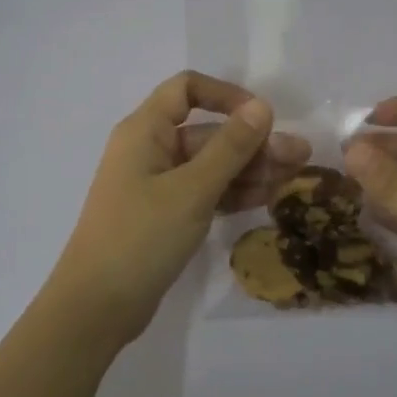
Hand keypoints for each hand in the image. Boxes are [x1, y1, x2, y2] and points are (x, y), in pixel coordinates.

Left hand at [44, 71, 311, 350]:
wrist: (97, 307)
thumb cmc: (141, 237)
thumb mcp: (192, 190)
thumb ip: (230, 148)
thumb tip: (262, 107)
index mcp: (145, 131)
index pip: (186, 89)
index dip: (226, 96)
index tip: (262, 117)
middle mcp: (150, 150)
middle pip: (207, 133)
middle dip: (253, 142)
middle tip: (299, 157)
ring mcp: (157, 185)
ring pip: (211, 165)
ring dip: (250, 169)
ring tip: (294, 178)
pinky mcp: (165, 215)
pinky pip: (205, 192)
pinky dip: (233, 193)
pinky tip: (269, 197)